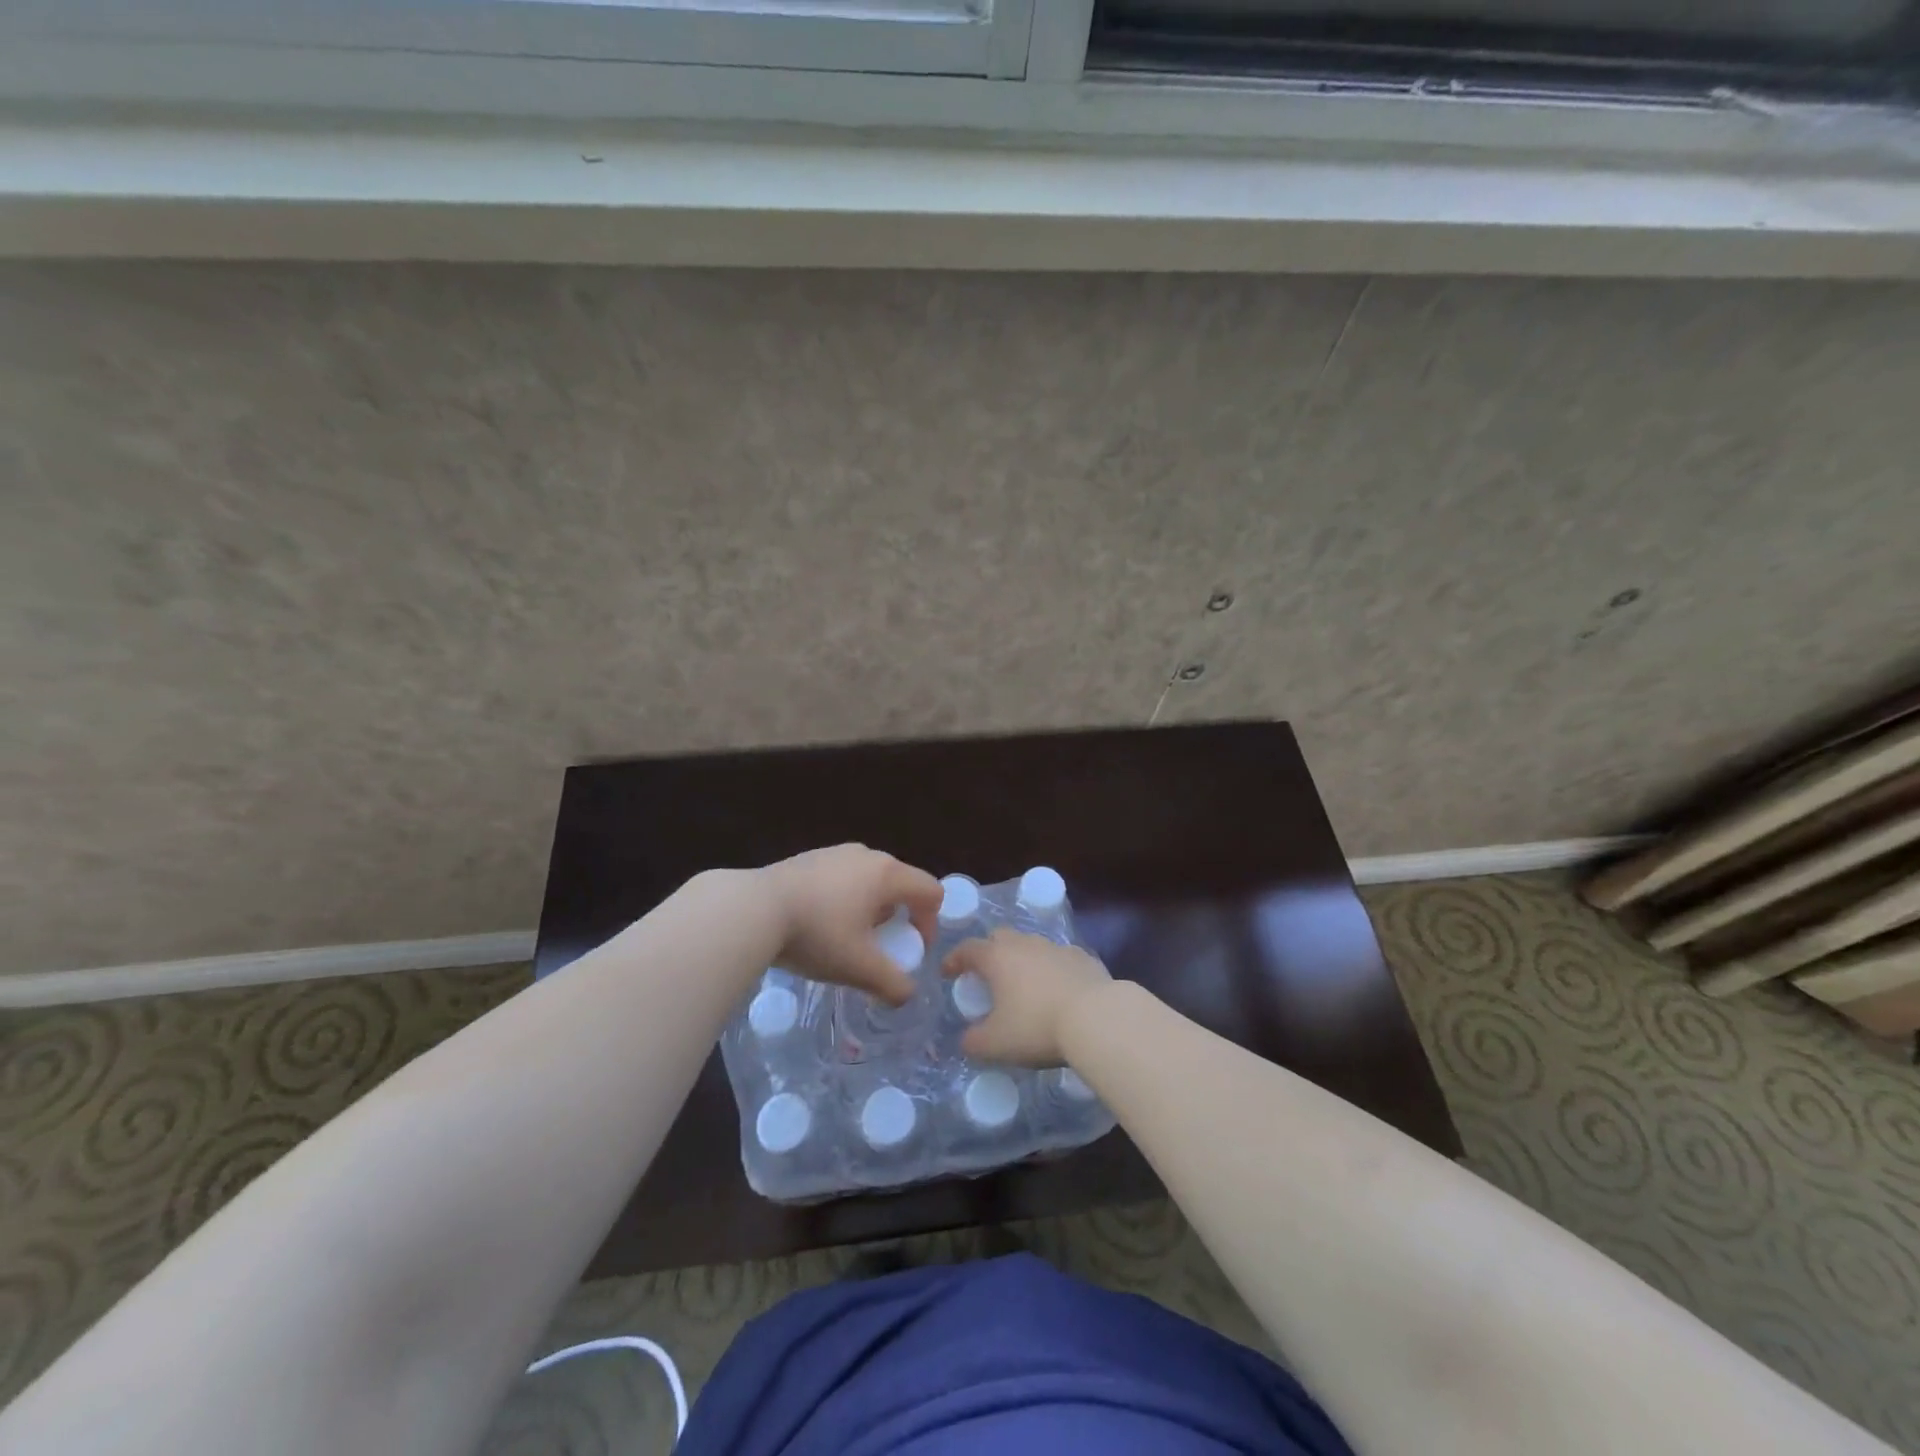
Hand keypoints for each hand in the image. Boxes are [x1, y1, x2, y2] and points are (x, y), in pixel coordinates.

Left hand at [760, 845, 942, 1005]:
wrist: (752, 909)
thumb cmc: (816, 934)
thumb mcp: (859, 968)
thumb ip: (892, 984)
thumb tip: (906, 995)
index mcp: (887, 874)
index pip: (931, 891)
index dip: (930, 924)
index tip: (910, 952)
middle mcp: (867, 855)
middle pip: (901, 884)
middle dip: (898, 918)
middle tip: (879, 948)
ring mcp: (836, 853)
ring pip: (870, 881)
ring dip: (871, 910)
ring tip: (846, 938)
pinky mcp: (809, 858)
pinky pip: (843, 878)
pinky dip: (844, 900)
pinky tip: (818, 924)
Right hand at [941, 929, 1113, 1066]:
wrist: (1097, 1018)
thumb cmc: (1036, 1027)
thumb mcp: (995, 1044)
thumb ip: (973, 1042)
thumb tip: (966, 1040)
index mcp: (997, 957)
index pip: (967, 949)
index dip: (954, 960)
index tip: (948, 973)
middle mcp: (1025, 944)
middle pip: (1000, 938)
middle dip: (989, 952)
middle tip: (987, 976)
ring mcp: (1056, 948)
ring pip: (1031, 946)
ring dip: (1022, 961)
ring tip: (1023, 986)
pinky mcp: (1083, 958)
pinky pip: (1059, 959)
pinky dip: (1051, 970)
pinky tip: (1056, 990)